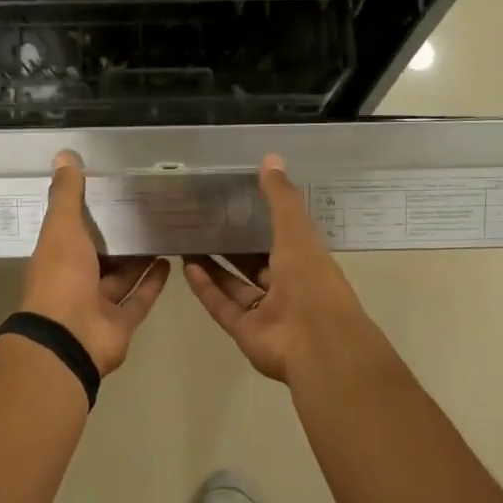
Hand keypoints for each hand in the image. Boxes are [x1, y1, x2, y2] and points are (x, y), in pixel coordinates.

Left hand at [21, 151, 170, 375]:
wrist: (69, 338)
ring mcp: (98, 305)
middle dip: (118, 238)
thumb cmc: (61, 277)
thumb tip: (63, 156)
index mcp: (56, 258)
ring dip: (139, 260)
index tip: (112, 193)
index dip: (88, 215)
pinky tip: (170, 263)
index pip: (72, 232)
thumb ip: (66, 195)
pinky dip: (152, 283)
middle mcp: (75, 281)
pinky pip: (138, 300)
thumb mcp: (62, 228)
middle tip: (145, 212)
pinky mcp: (121, 323)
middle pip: (100, 257)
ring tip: (162, 233)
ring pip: (122, 278)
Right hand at [183, 154, 376, 384]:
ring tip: (188, 241)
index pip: (282, 237)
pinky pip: (222, 306)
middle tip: (205, 221)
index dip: (261, 220)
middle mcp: (286, 286)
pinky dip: (205, 288)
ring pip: (235, 284)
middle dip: (233, 245)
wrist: (316, 344)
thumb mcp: (296, 232)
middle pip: (255, 263)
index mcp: (305, 261)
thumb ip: (281, 198)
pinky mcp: (244, 331)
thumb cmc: (311, 282)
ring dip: (214, 265)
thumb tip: (270, 158)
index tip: (236, 201)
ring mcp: (265, 311)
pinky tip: (186, 267)